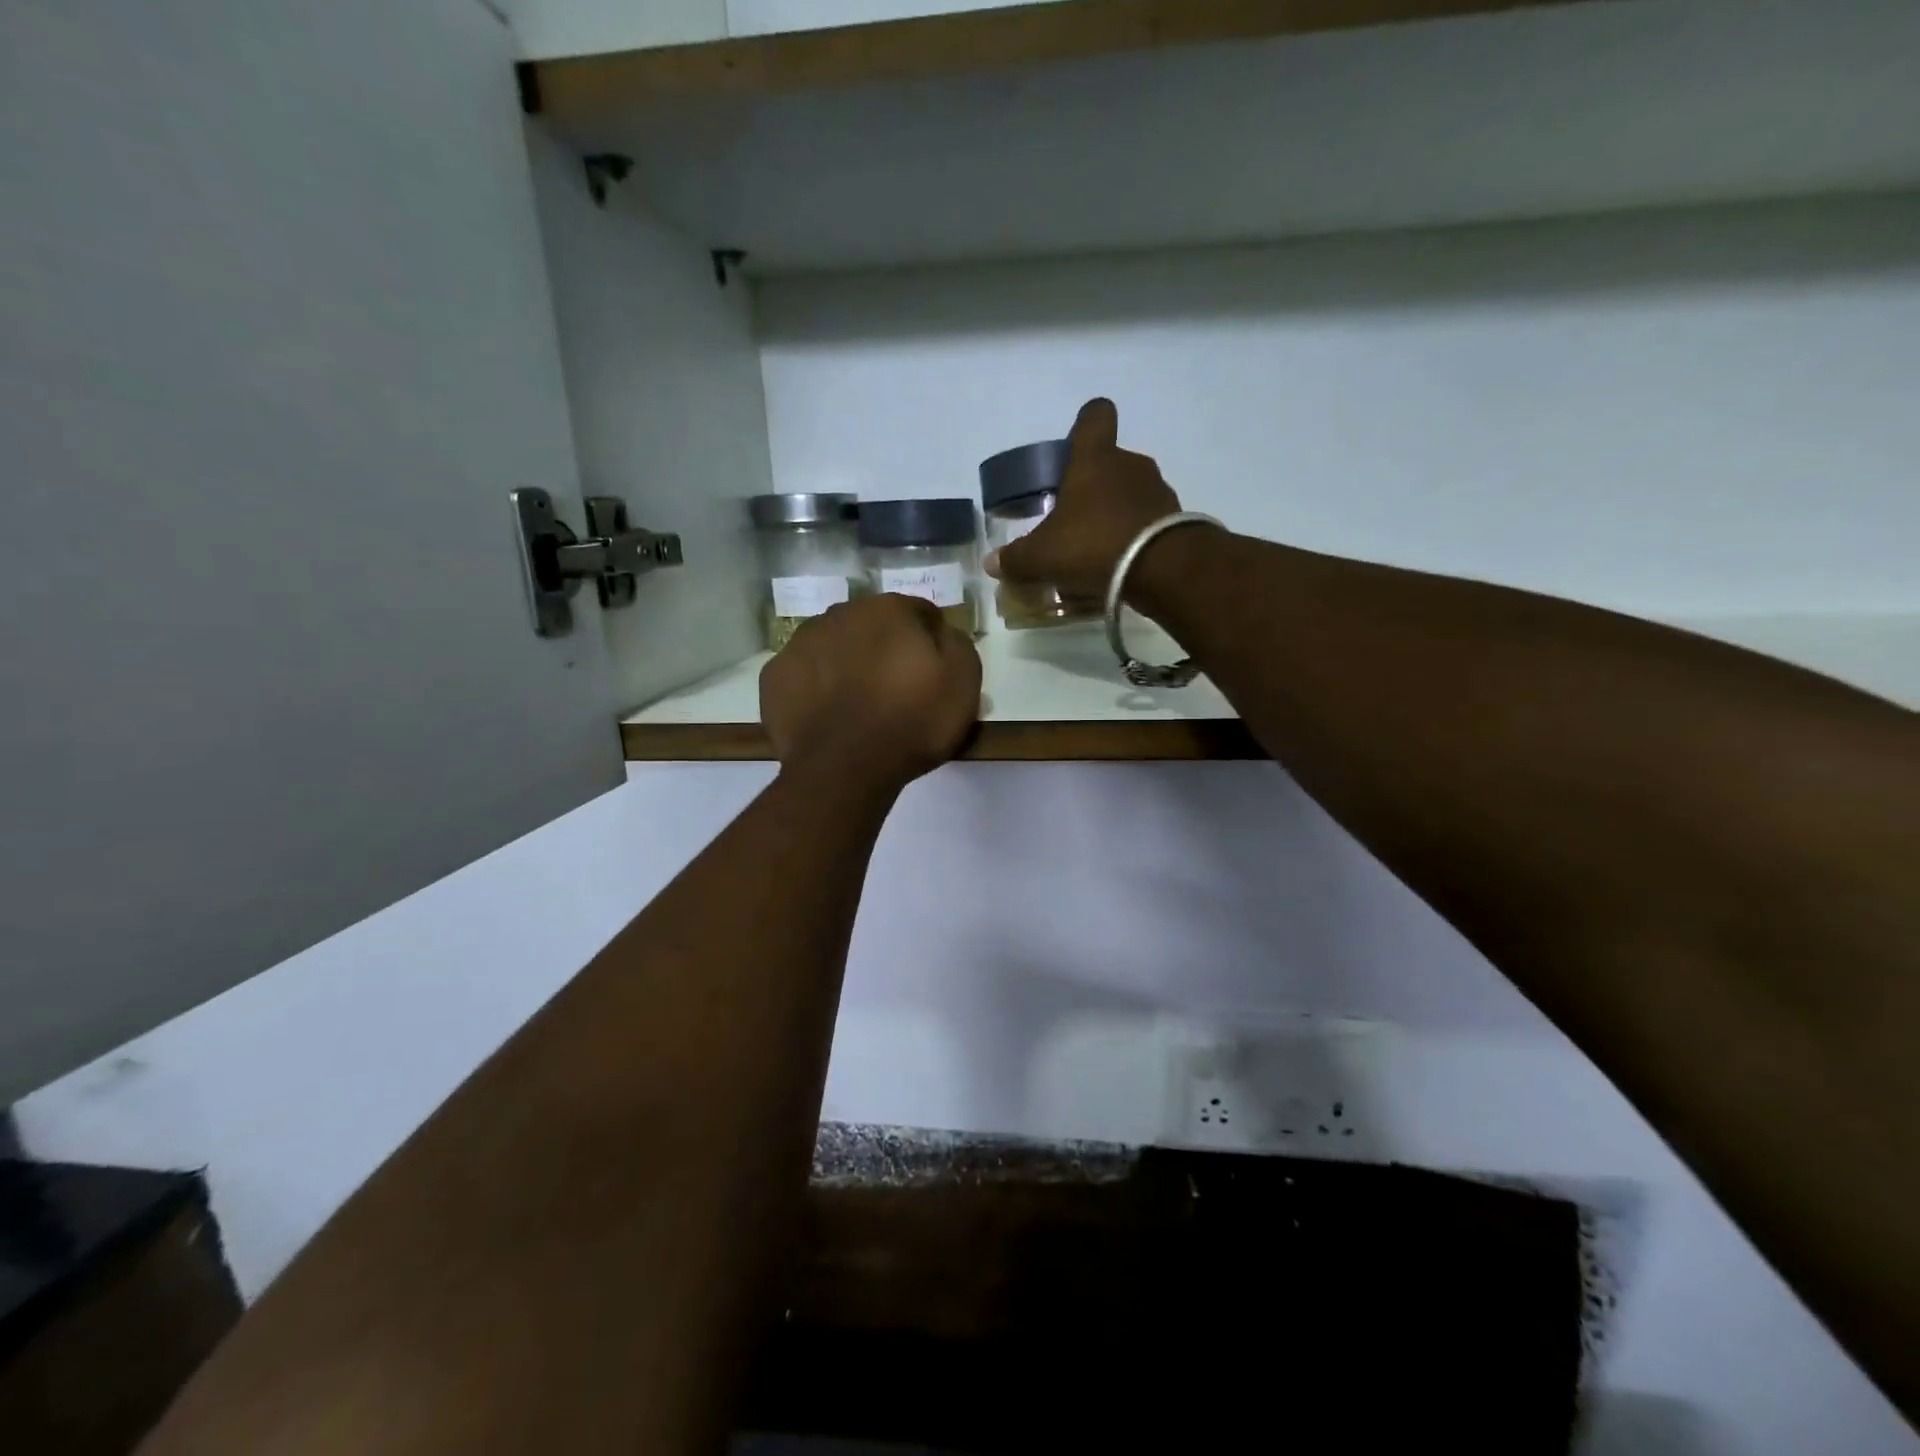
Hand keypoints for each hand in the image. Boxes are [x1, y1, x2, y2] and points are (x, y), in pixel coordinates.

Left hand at [761, 592, 981, 794]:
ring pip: (833, 646)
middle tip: (896, 689)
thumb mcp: (963, 681)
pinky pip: (804, 675)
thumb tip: (941, 633)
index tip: (935, 671)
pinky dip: (816, 688)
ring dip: (847, 664)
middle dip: (884, 648)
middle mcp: (840, 613)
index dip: (931, 641)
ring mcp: (800, 643)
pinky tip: (828, 715)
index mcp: (888, 609)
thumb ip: (956, 643)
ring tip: (858, 705)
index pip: (919, 613)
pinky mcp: (774, 676)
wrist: (844, 768)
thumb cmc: (911, 722)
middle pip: (872, 626)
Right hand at [984, 398, 1180, 601]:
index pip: (1095, 416)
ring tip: (1095, 549)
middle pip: (1109, 462)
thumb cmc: (1093, 544)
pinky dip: (1133, 537)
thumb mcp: (1043, 556)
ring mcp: (1157, 490)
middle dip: (1091, 486)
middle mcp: (1130, 464)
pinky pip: (1146, 521)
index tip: (1074, 444)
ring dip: (1113, 514)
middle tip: (1072, 518)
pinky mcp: (1174, 520)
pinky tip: (1118, 565)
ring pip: (1129, 493)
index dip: (1084, 425)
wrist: (1161, 569)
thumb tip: (992, 564)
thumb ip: (1016, 558)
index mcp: (1095, 458)